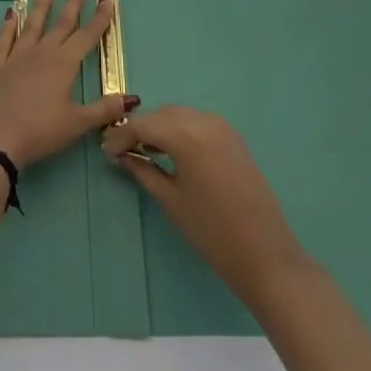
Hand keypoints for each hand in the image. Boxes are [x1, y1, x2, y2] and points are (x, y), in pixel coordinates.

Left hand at [0, 0, 131, 170]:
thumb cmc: (41, 131)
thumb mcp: (77, 123)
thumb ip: (104, 109)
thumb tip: (133, 98)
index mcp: (64, 64)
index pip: (87, 35)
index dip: (99, 17)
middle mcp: (42, 53)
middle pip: (61, 23)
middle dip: (73, 1)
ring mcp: (17, 57)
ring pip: (33, 24)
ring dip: (42, 4)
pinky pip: (4, 39)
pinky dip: (8, 24)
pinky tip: (11, 11)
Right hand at [103, 106, 309, 305]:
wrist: (265, 255)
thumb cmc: (211, 231)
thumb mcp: (170, 200)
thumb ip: (142, 171)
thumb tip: (121, 155)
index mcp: (186, 134)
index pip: (143, 125)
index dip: (121, 136)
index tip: (105, 152)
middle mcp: (204, 121)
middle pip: (161, 115)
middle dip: (139, 129)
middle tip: (121, 151)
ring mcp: (222, 127)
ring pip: (179, 116)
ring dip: (159, 128)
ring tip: (144, 152)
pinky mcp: (233, 138)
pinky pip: (197, 123)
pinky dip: (179, 131)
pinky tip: (171, 152)